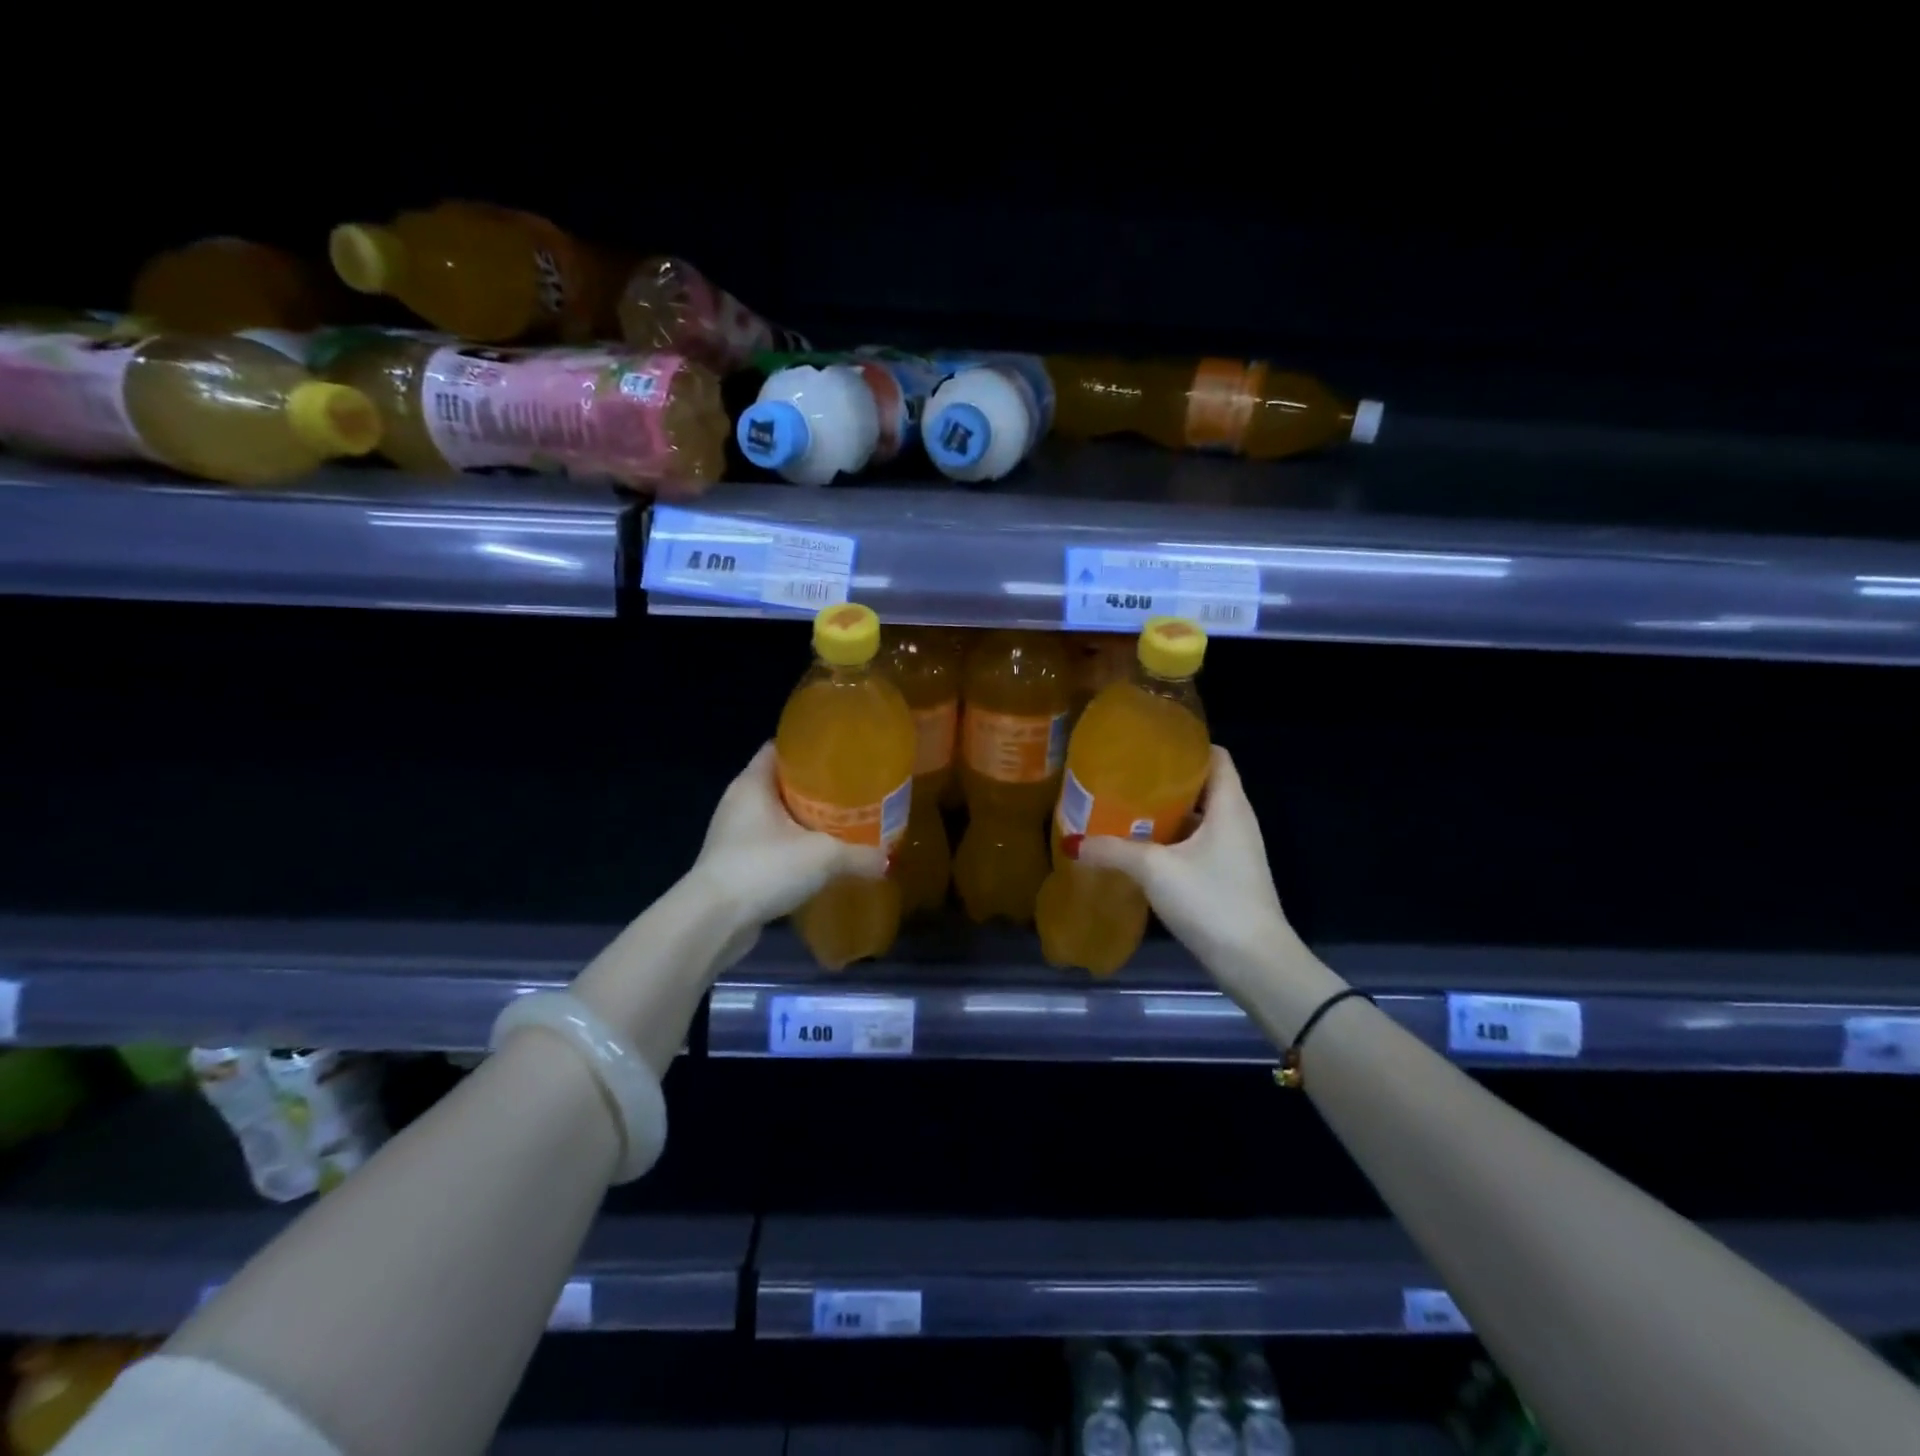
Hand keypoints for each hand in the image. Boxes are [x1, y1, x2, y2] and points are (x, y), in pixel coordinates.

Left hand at [690, 742, 887, 933]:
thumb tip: (888, 861)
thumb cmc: (763, 868)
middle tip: (850, 792)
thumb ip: (860, 854)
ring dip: (802, 819)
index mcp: (753, 783)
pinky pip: (768, 844)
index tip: (840, 756)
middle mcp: (739, 801)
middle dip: (814, 787)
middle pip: (780, 782)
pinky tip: (816, 858)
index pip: (779, 748)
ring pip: (775, 815)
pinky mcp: (733, 863)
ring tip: (839, 824)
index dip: (809, 748)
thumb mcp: (823, 857)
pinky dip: (791, 847)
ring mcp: (732, 834)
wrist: (714, 921)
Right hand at [1078, 746, 1309, 1006]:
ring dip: (1164, 814)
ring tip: (1123, 809)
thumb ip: (1113, 851)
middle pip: (1202, 786)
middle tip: (1123, 776)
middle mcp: (1236, 821)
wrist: (1254, 962)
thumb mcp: (1155, 870)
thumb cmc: (1212, 899)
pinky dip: (1170, 842)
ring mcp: (1233, 851)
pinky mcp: (1226, 877)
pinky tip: (1138, 850)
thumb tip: (1073, 842)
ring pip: (1196, 819)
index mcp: (1230, 805)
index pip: (1215, 756)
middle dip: (1164, 781)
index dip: (1186, 744)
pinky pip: (1195, 846)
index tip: (1149, 744)